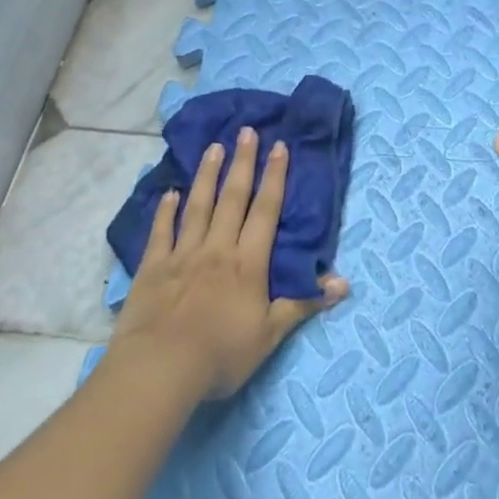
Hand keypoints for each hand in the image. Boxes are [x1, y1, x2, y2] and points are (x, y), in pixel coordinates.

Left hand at [110, 127, 349, 399]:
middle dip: (242, 163)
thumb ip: (303, 303)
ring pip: (198, 206)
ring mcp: (183, 254)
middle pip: (233, 198)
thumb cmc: (221, 354)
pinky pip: (161, 232)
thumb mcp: (270, 335)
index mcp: (248, 262)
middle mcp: (217, 248)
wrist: (161, 368)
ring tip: (214, 147)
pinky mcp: (153, 267)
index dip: (274, 177)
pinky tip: (169, 192)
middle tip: (247, 131)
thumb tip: (344, 282)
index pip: (265, 211)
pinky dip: (165, 211)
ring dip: (207, 175)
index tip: (279, 146)